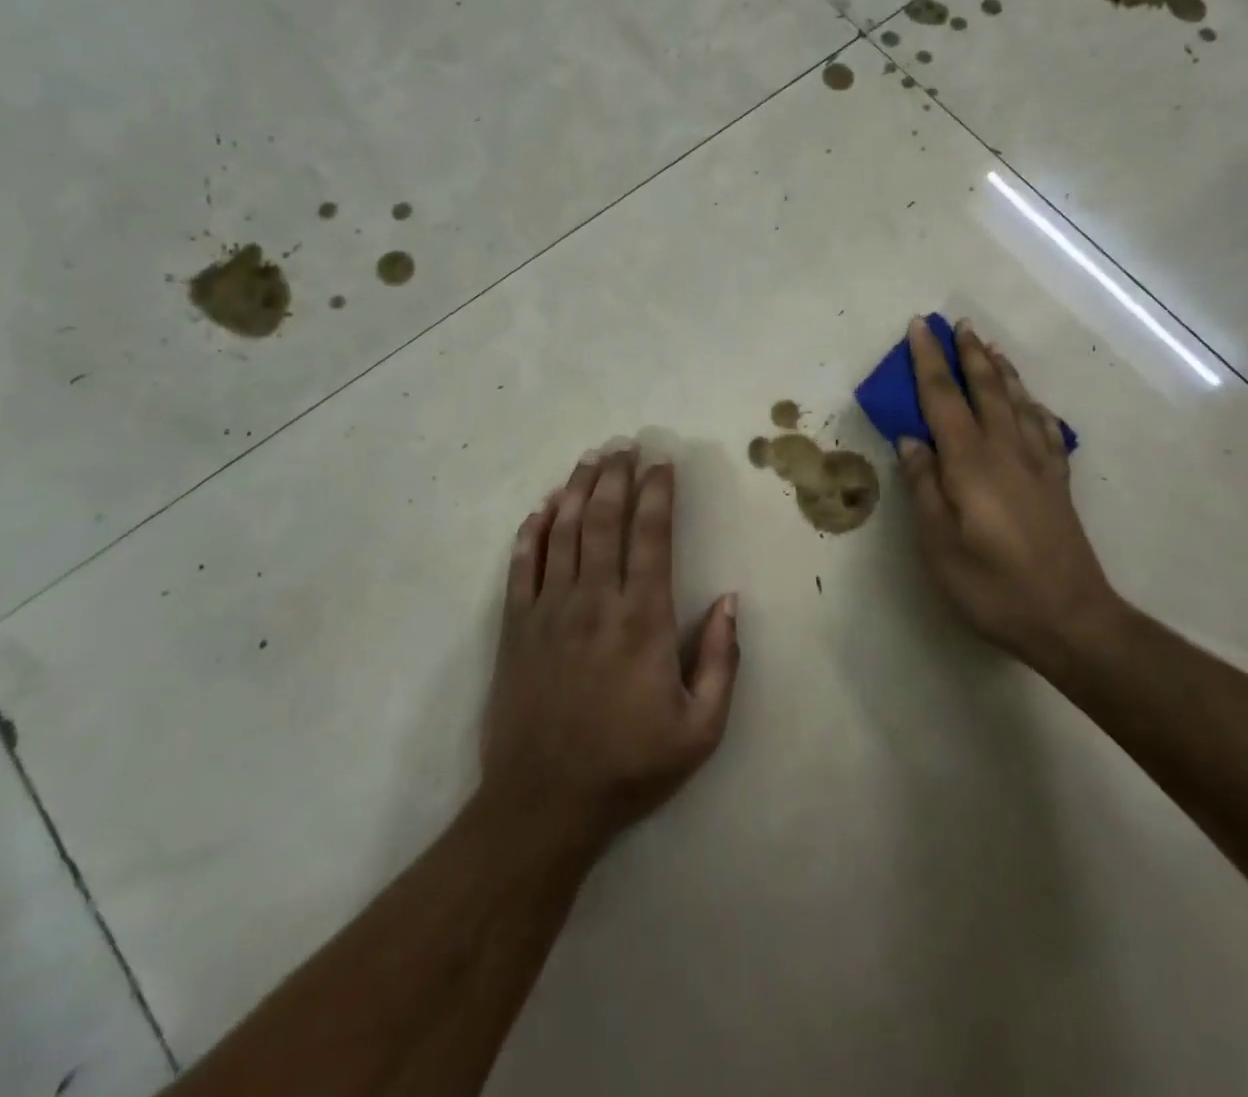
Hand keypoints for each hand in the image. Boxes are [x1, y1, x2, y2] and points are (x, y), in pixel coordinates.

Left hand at [481, 447, 739, 852]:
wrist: (543, 803)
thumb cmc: (629, 765)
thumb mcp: (700, 729)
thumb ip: (721, 661)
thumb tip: (731, 600)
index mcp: (643, 620)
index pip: (652, 536)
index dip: (658, 493)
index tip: (663, 463)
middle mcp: (595, 600)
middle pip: (606, 519)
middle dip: (618, 475)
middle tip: (626, 444)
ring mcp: (550, 609)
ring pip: (565, 530)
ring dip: (579, 488)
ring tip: (592, 458)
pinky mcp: (516, 625)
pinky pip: (523, 562)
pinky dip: (534, 528)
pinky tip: (544, 505)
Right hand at [896, 318, 1117, 662]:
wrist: (1070, 618)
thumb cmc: (991, 585)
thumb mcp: (938, 544)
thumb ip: (923, 486)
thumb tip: (911, 440)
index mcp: (970, 462)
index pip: (943, 397)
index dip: (928, 361)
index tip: (919, 327)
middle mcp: (1006, 450)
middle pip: (985, 388)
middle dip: (967, 353)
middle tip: (956, 323)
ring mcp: (1037, 464)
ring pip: (1018, 401)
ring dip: (1000, 369)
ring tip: (989, 346)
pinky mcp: (1056, 482)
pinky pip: (1044, 427)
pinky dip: (1032, 404)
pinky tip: (1029, 402)